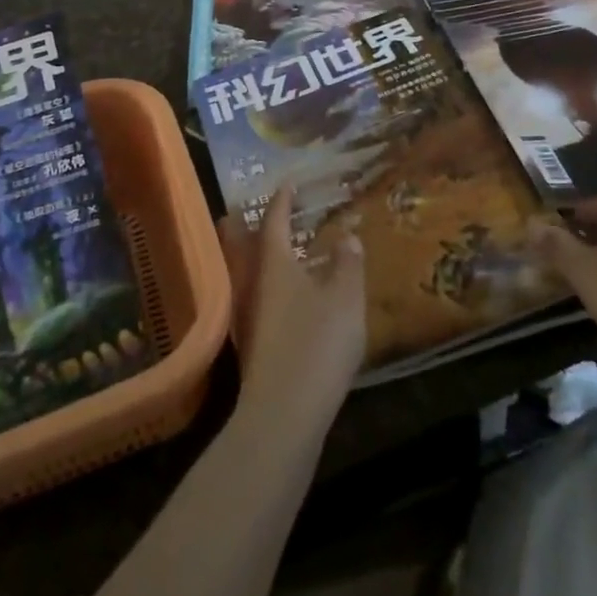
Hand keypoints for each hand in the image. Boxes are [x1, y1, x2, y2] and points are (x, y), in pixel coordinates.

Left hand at [218, 189, 365, 433]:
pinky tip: (287, 295)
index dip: (282, 200)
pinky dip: (269, 282)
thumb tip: (348, 235)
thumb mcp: (345, 298)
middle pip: (248, 244)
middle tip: (268, 209)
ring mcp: (248, 313)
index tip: (288, 183)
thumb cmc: (317, 342)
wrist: (284, 412)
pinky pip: (258, 295)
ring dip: (262, 254)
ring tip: (282, 246)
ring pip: (251, 271)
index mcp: (274, 262)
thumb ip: (348, 263)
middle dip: (254, 224)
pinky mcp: (252, 342)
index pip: (274, 220)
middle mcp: (253, 281)